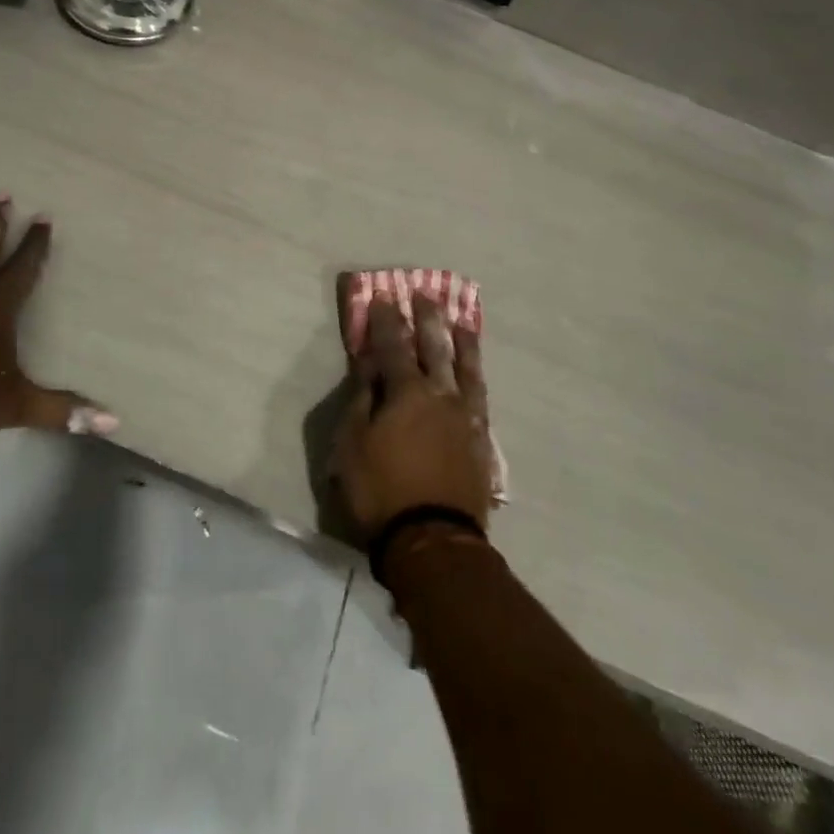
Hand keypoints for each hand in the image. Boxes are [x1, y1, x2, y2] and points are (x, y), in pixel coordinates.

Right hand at [332, 295, 493, 539]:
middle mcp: (440, 394)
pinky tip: (475, 372)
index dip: (387, 321)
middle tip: (426, 295)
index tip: (385, 297)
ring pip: (466, 368)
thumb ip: (362, 398)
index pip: (393, 346)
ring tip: (461, 322)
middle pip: (435, 348)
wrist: (433, 539)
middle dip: (428, 320)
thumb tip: (369, 365)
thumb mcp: (352, 442)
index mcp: (406, 391)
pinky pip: (480, 396)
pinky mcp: (480, 440)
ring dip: (461, 342)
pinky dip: (477, 377)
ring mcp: (465, 416)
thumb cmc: (381, 489)